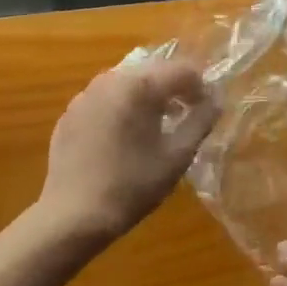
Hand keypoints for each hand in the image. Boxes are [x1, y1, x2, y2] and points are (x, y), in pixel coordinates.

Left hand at [36, 60, 217, 247]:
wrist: (73, 216)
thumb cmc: (133, 185)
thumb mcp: (177, 155)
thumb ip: (201, 121)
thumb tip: (216, 100)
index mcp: (140, 85)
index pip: (183, 70)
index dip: (201, 87)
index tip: (207, 110)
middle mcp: (110, 80)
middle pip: (153, 71)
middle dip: (174, 89)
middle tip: (186, 116)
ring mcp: (85, 95)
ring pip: (127, 83)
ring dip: (147, 97)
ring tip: (156, 126)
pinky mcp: (70, 113)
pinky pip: (105, 99)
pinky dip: (122, 108)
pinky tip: (124, 138)